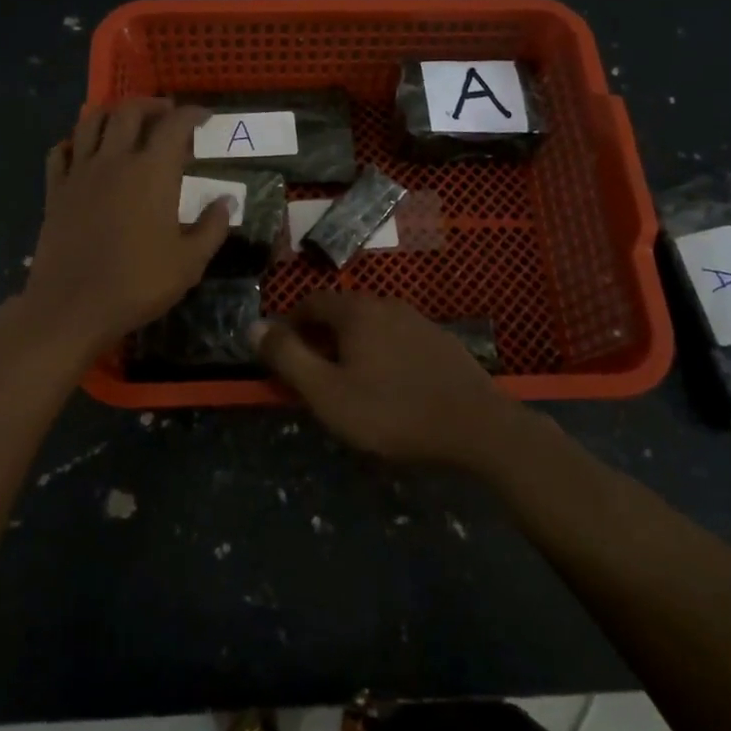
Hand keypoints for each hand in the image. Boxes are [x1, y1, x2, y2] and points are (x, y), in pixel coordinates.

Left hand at [21, 99, 231, 354]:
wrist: (72, 307)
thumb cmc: (137, 284)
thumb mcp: (189, 262)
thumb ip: (212, 227)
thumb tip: (227, 201)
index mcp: (152, 172)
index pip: (174, 125)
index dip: (192, 114)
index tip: (204, 117)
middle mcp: (114, 160)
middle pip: (129, 111)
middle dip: (151, 105)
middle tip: (166, 114)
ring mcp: (80, 173)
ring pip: (91, 122)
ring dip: (112, 113)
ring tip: (126, 122)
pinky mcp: (55, 191)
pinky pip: (60, 151)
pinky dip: (75, 141)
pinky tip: (84, 151)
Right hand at [251, 292, 523, 468]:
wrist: (477, 427)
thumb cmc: (392, 411)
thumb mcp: (327, 392)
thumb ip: (287, 358)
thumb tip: (253, 326)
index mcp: (356, 312)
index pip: (311, 302)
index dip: (290, 324)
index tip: (282, 353)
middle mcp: (387, 305)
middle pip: (342, 312)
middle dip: (321, 337)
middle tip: (313, 374)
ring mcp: (419, 321)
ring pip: (372, 326)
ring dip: (353, 346)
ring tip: (350, 382)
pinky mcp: (442, 342)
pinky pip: (399, 339)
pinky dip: (383, 353)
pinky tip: (391, 386)